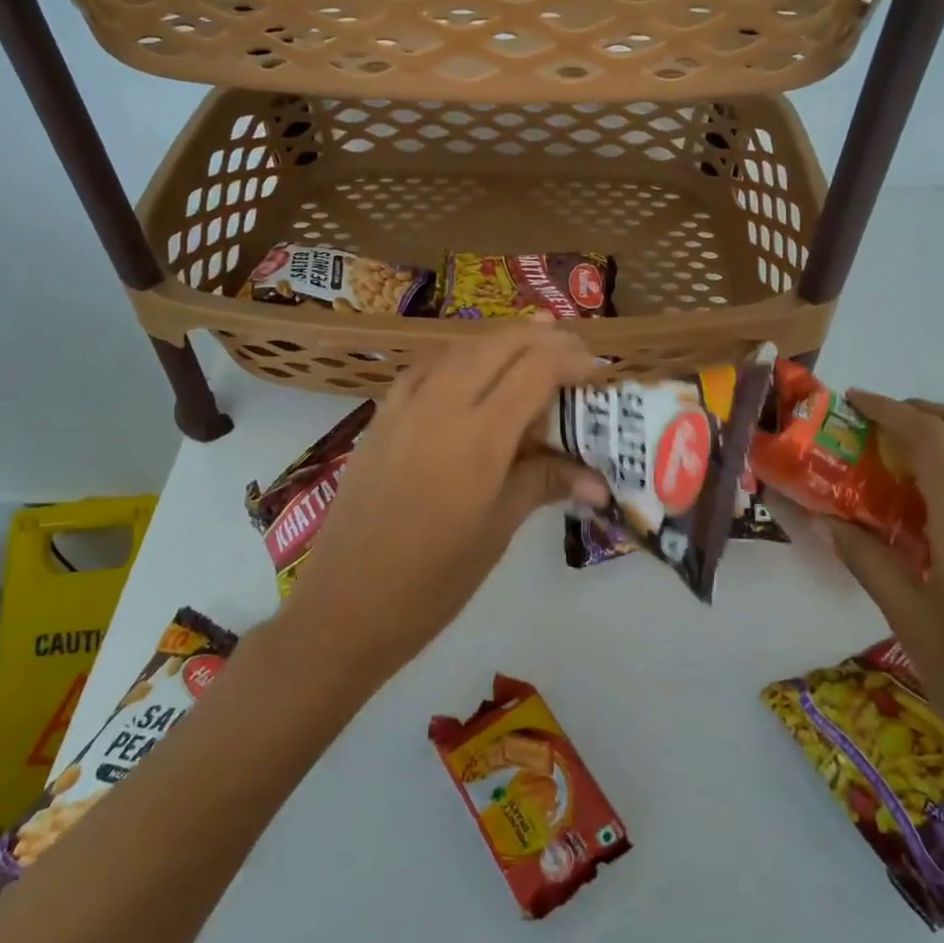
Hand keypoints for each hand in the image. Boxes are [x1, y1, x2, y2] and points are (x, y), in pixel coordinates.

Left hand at [278, 323, 608, 683]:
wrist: (344, 606)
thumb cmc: (432, 582)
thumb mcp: (497, 531)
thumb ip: (544, 485)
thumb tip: (599, 481)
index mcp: (478, 438)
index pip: (534, 371)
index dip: (570, 359)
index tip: (595, 368)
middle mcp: (440, 407)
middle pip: (497, 345)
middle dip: (540, 336)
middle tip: (571, 347)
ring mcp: (404, 408)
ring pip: (459, 348)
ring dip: (499, 339)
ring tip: (531, 341)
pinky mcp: (380, 419)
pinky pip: (425, 368)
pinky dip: (457, 356)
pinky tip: (468, 368)